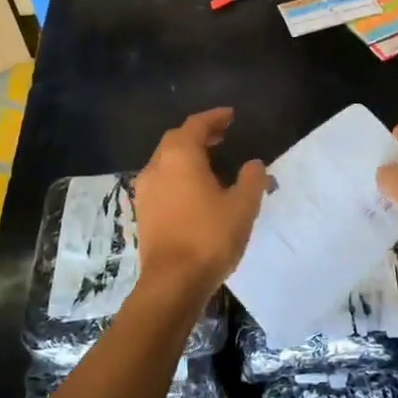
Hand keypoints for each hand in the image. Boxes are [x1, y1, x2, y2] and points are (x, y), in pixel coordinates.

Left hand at [132, 109, 267, 293]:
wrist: (172, 282)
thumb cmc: (210, 237)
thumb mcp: (242, 206)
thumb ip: (251, 179)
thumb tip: (254, 164)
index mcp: (180, 156)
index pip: (196, 125)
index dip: (214, 118)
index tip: (230, 116)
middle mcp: (156, 166)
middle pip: (176, 140)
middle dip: (199, 134)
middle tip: (222, 136)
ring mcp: (145, 191)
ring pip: (166, 161)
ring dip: (187, 155)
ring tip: (211, 161)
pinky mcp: (143, 212)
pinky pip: (161, 181)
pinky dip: (178, 174)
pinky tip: (194, 189)